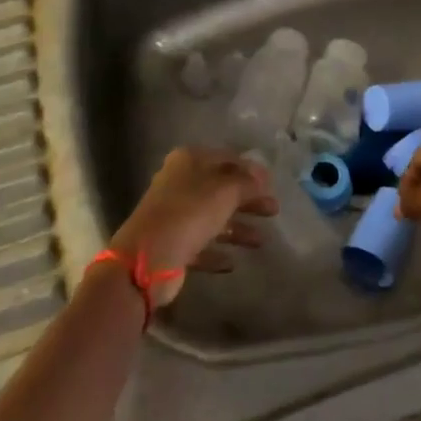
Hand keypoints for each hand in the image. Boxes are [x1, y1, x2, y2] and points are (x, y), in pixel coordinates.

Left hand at [107, 148, 278, 307]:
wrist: (146, 259)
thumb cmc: (190, 213)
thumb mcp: (226, 191)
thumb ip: (247, 183)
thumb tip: (262, 179)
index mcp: (190, 160)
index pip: (227, 158)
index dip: (251, 170)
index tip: (272, 184)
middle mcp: (180, 183)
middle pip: (221, 189)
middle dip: (248, 200)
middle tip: (273, 211)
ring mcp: (174, 215)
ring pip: (213, 217)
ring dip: (237, 228)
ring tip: (262, 241)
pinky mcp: (172, 244)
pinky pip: (201, 245)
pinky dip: (217, 251)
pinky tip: (233, 262)